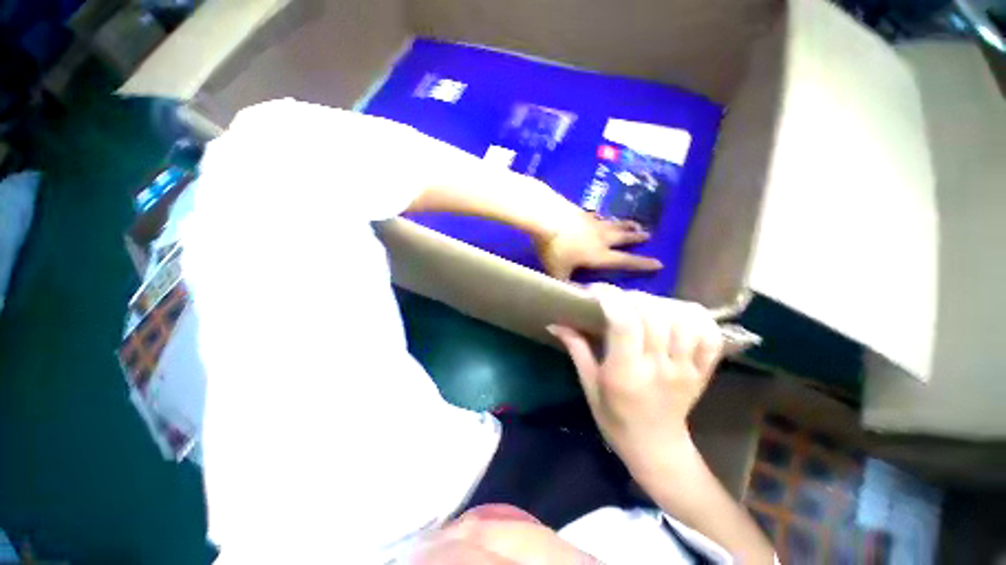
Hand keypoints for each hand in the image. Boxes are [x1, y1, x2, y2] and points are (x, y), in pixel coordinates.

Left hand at [534, 213, 662, 280]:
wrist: (545, 216)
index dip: (642, 264)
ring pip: (613, 224)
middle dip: (636, 237)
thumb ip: (566, 284)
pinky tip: (600, 215)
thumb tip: (576, 296)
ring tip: (635, 222)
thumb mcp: (557, 271)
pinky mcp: (581, 212)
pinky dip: (601, 217)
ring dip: (625, 224)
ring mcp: (592, 222)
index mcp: (599, 254)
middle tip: (649, 235)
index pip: (625, 261)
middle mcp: (601, 237)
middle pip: (623, 238)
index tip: (659, 263)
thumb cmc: (554, 247)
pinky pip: (596, 215)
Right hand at [548, 284, 723, 476]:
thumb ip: (576, 348)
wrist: (656, 448)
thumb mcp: (589, 385)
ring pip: (683, 319)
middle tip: (616, 299)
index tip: (594, 291)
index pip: (624, 322)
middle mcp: (659, 367)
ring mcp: (687, 368)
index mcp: (627, 372)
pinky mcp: (703, 370)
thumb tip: (556, 322)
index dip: (610, 297)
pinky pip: (709, 335)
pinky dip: (695, 317)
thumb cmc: (615, 418)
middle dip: (631, 296)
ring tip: (643, 306)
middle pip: (654, 314)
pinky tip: (676, 314)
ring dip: (661, 303)